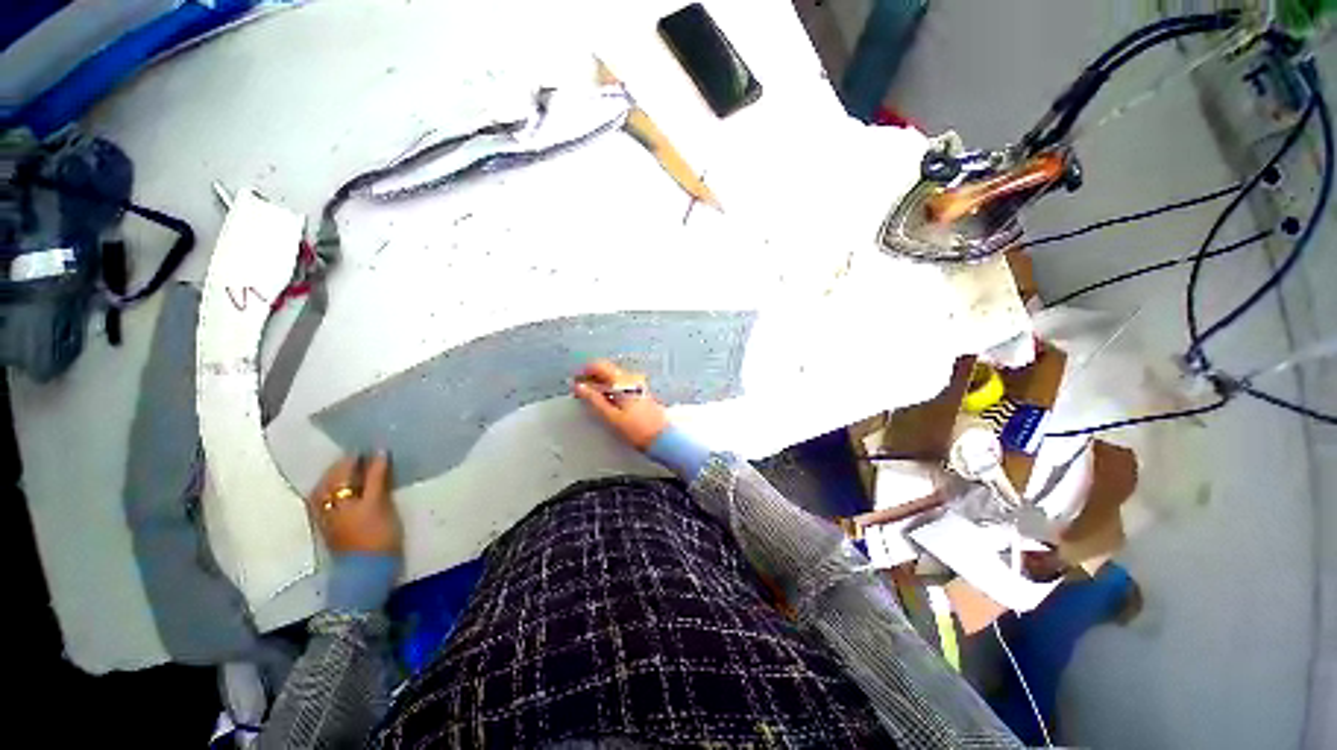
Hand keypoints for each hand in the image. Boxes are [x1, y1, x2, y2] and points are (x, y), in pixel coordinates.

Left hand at [307, 452, 401, 555]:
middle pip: (334, 475)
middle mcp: (322, 501)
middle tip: (371, 454)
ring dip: (346, 476)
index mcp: (332, 494)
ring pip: (332, 486)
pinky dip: (343, 488)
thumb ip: (377, 476)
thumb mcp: (379, 502)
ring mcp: (324, 514)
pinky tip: (353, 487)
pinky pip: (333, 497)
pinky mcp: (330, 523)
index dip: (359, 455)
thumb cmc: (375, 533)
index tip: (376, 446)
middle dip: (350, 464)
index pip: (344, 466)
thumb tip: (380, 450)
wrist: (368, 569)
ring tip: (362, 469)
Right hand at [572, 359, 668, 449]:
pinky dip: (610, 389)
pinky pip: (621, 385)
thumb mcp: (612, 416)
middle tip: (580, 391)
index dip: (585, 371)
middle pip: (607, 370)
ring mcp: (638, 385)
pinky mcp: (641, 393)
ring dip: (600, 384)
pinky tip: (606, 402)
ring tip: (591, 399)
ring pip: (614, 378)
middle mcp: (632, 379)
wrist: (663, 438)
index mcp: (623, 382)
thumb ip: (594, 400)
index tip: (575, 381)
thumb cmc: (638, 430)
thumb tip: (580, 387)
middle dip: (591, 378)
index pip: (600, 366)